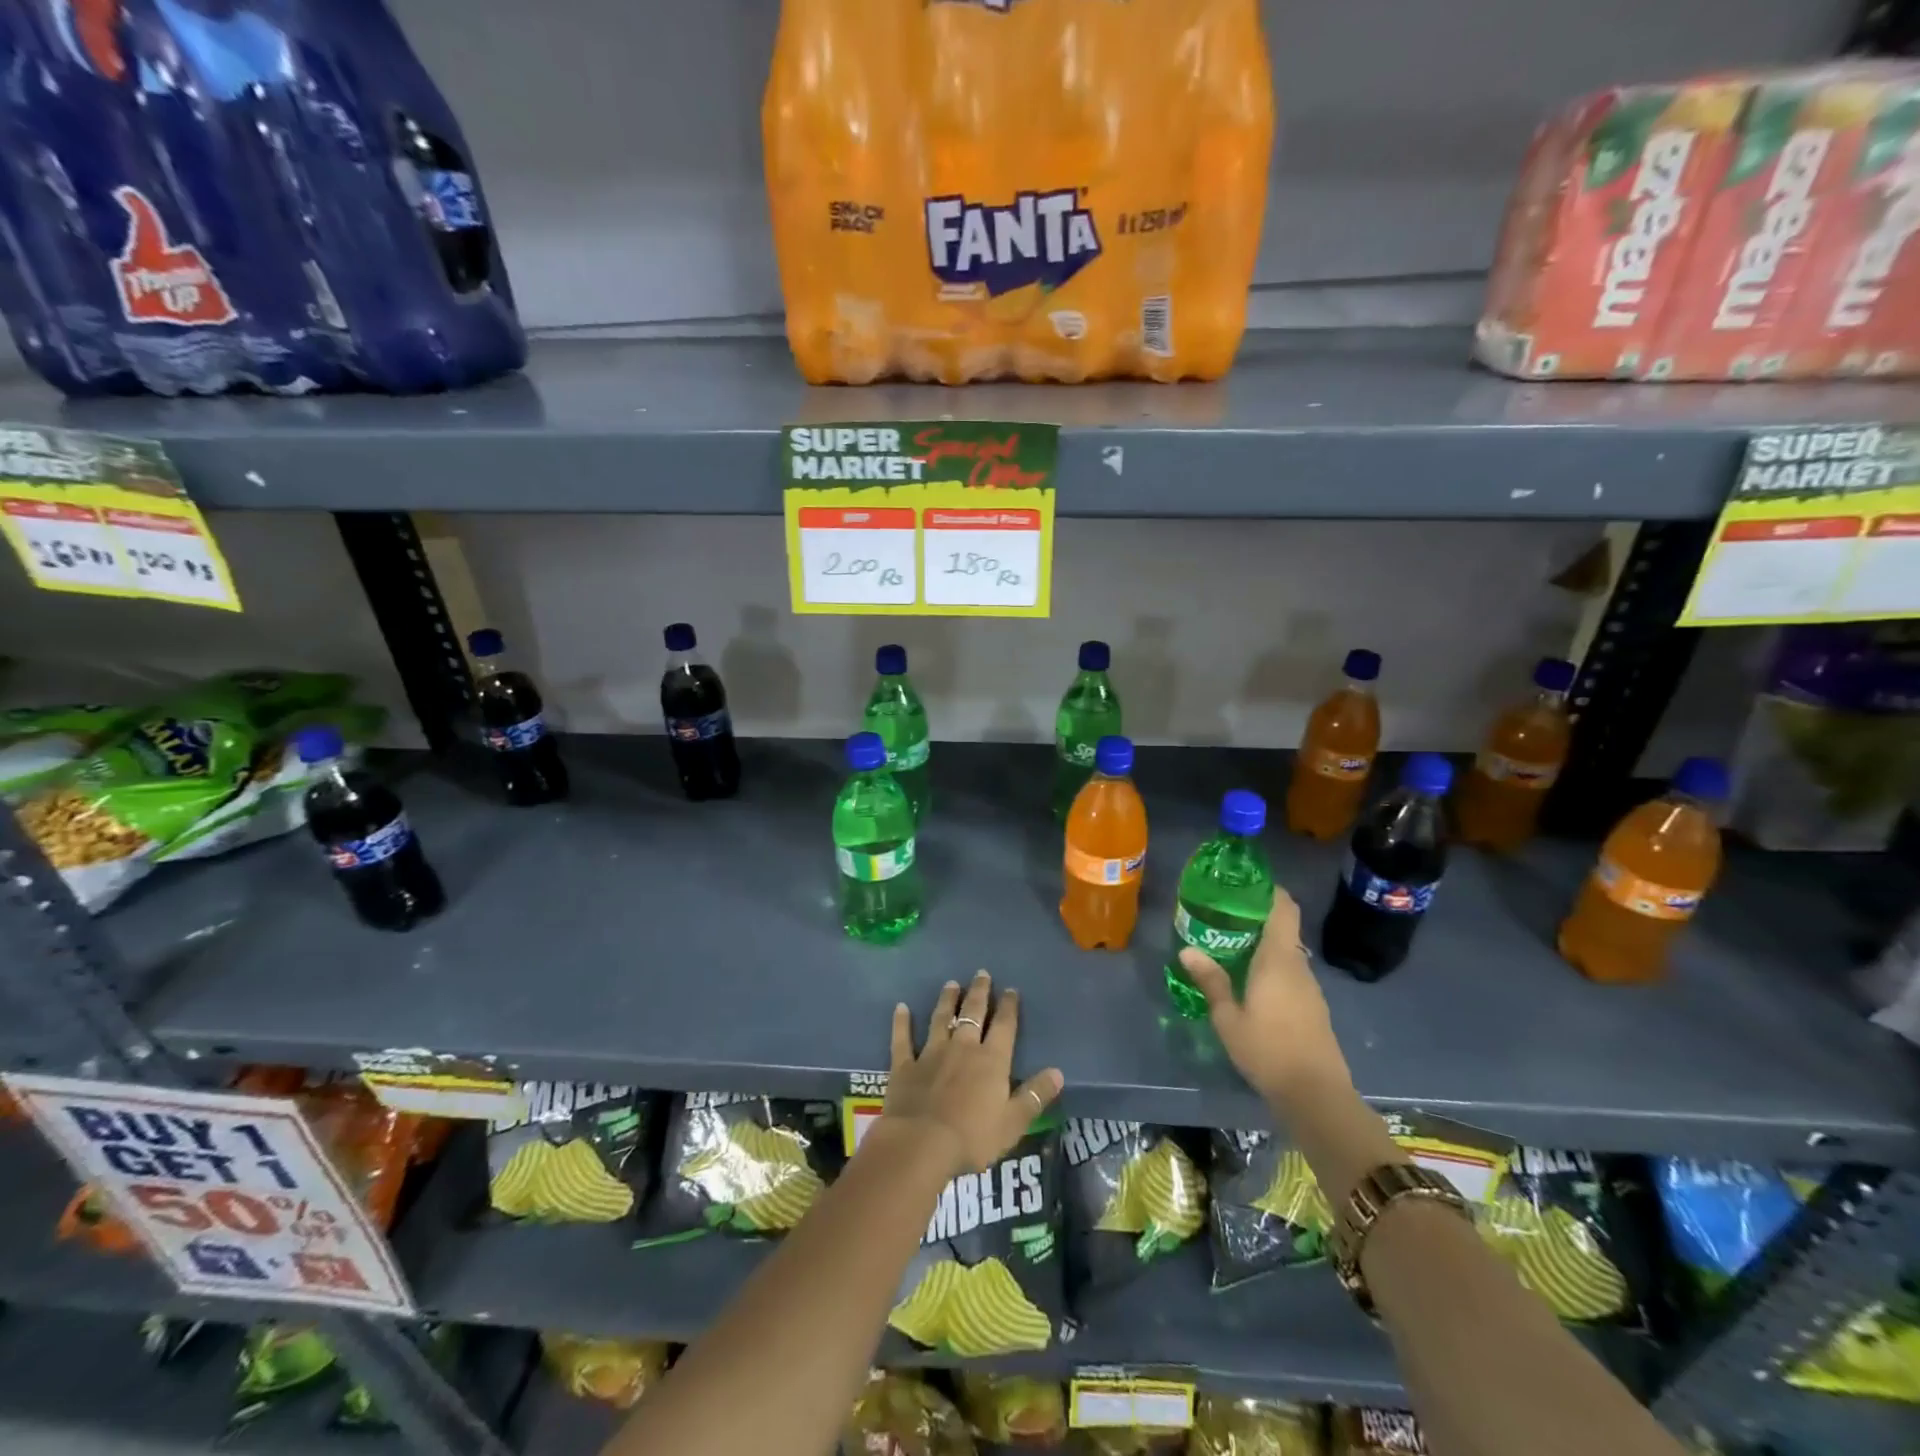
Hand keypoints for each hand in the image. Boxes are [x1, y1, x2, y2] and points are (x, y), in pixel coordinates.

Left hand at [881, 970, 1064, 1175]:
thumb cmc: (973, 1136)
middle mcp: (962, 1047)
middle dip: (979, 992)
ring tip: (951, 983)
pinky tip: (901, 1007)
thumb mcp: (1013, 1122)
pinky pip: (903, 1039)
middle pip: (972, 1012)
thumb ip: (1035, 1096)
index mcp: (991, 1060)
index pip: (1004, 1026)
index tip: (1010, 989)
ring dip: (946, 1000)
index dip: (1008, 1006)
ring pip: (941, 1018)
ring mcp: (931, 1053)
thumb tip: (1058, 1072)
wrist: (921, 1143)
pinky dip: (902, 1022)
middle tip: (981, 973)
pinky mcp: (905, 1065)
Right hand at [1178, 886, 1351, 1106]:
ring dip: (1264, 943)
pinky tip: (1250, 979)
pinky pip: (1291, 972)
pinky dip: (1272, 965)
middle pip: (1284, 928)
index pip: (1283, 908)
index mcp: (1278, 959)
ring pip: (1287, 952)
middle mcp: (1298, 966)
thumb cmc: (1268, 1050)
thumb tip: (1187, 950)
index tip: (1245, 883)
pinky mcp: (1313, 1007)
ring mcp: (1310, 987)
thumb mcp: (1229, 1017)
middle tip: (1224, 914)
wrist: (1316, 1095)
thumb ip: (1211, 981)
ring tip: (1230, 945)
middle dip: (1258, 917)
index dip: (1269, 890)